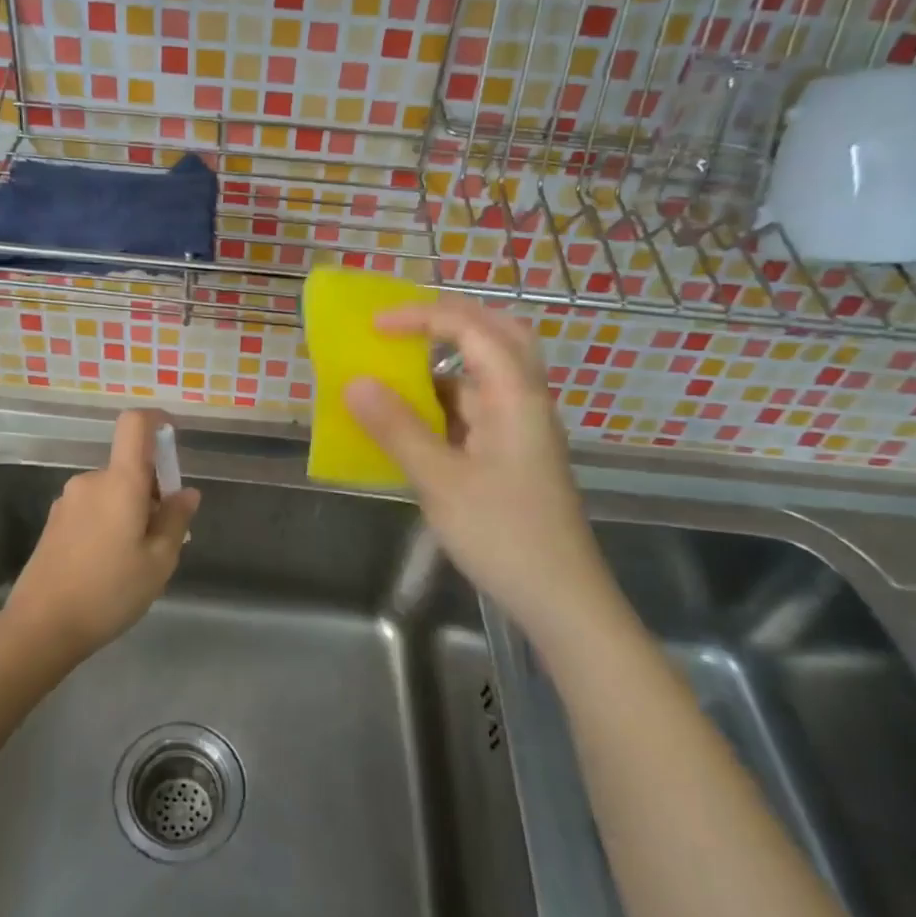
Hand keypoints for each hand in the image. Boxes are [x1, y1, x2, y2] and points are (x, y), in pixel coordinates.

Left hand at [7, 409, 201, 656]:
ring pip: (112, 492)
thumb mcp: (158, 562)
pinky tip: (109, 566)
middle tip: (163, 538)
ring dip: (131, 511)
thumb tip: (186, 492)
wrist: (40, 627)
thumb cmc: (109, 592)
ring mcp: (68, 501)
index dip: (156, 420)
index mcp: (120, 482)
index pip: (134, 425)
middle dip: (152, 492)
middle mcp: (91, 481)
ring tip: (136, 560)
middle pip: (129, 467)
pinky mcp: (55, 522)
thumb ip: (176, 520)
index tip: (173, 438)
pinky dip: (110, 522)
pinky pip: (94, 508)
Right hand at [345, 301, 603, 626]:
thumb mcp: (441, 481)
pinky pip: (479, 408)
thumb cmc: (503, 535)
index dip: (422, 317)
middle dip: (450, 321)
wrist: (561, 599)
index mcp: (516, 396)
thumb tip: (355, 383)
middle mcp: (525, 401)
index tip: (375, 326)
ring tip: (398, 366)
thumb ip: (397, 428)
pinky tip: (415, 420)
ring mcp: (522, 428)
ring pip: (487, 374)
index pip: (472, 329)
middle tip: (404, 325)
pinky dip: (447, 400)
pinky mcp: (514, 454)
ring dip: (446, 362)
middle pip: (497, 335)